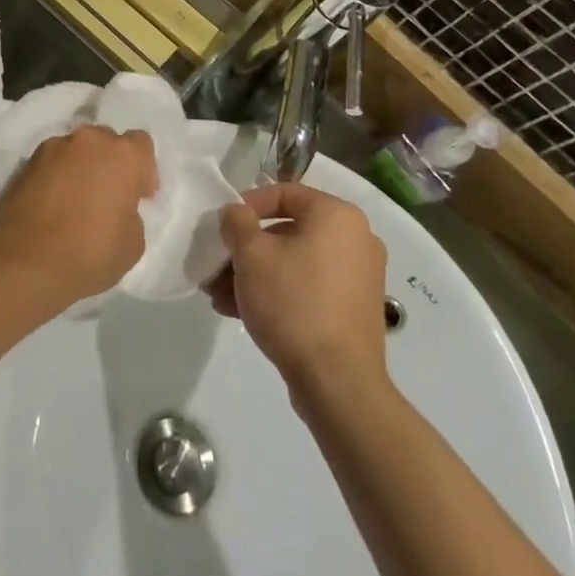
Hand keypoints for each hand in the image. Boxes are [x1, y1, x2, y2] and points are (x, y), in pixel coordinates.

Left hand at [0, 125, 157, 310]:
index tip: (140, 196)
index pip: (141, 144)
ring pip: (77, 150)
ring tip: (78, 200)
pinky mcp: (27, 161)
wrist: (24, 261)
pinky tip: (55, 204)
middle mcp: (88, 140)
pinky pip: (53, 162)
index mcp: (122, 154)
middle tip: (109, 196)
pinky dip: (58, 175)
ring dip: (83, 167)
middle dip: (111, 164)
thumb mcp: (133, 244)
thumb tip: (118, 207)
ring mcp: (54, 147)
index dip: (143, 170)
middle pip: (107, 142)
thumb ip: (132, 213)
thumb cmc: (89, 253)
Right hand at [205, 181, 389, 402]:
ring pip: (294, 262)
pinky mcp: (353, 310)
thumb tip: (236, 213)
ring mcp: (358, 277)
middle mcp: (356, 239)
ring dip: (255, 274)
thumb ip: (237, 222)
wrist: (338, 383)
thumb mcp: (251, 254)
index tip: (222, 227)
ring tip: (220, 295)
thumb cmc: (293, 302)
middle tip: (216, 266)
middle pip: (286, 231)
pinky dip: (277, 292)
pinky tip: (241, 312)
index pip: (283, 193)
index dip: (246, 205)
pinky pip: (308, 287)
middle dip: (245, 249)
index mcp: (337, 216)